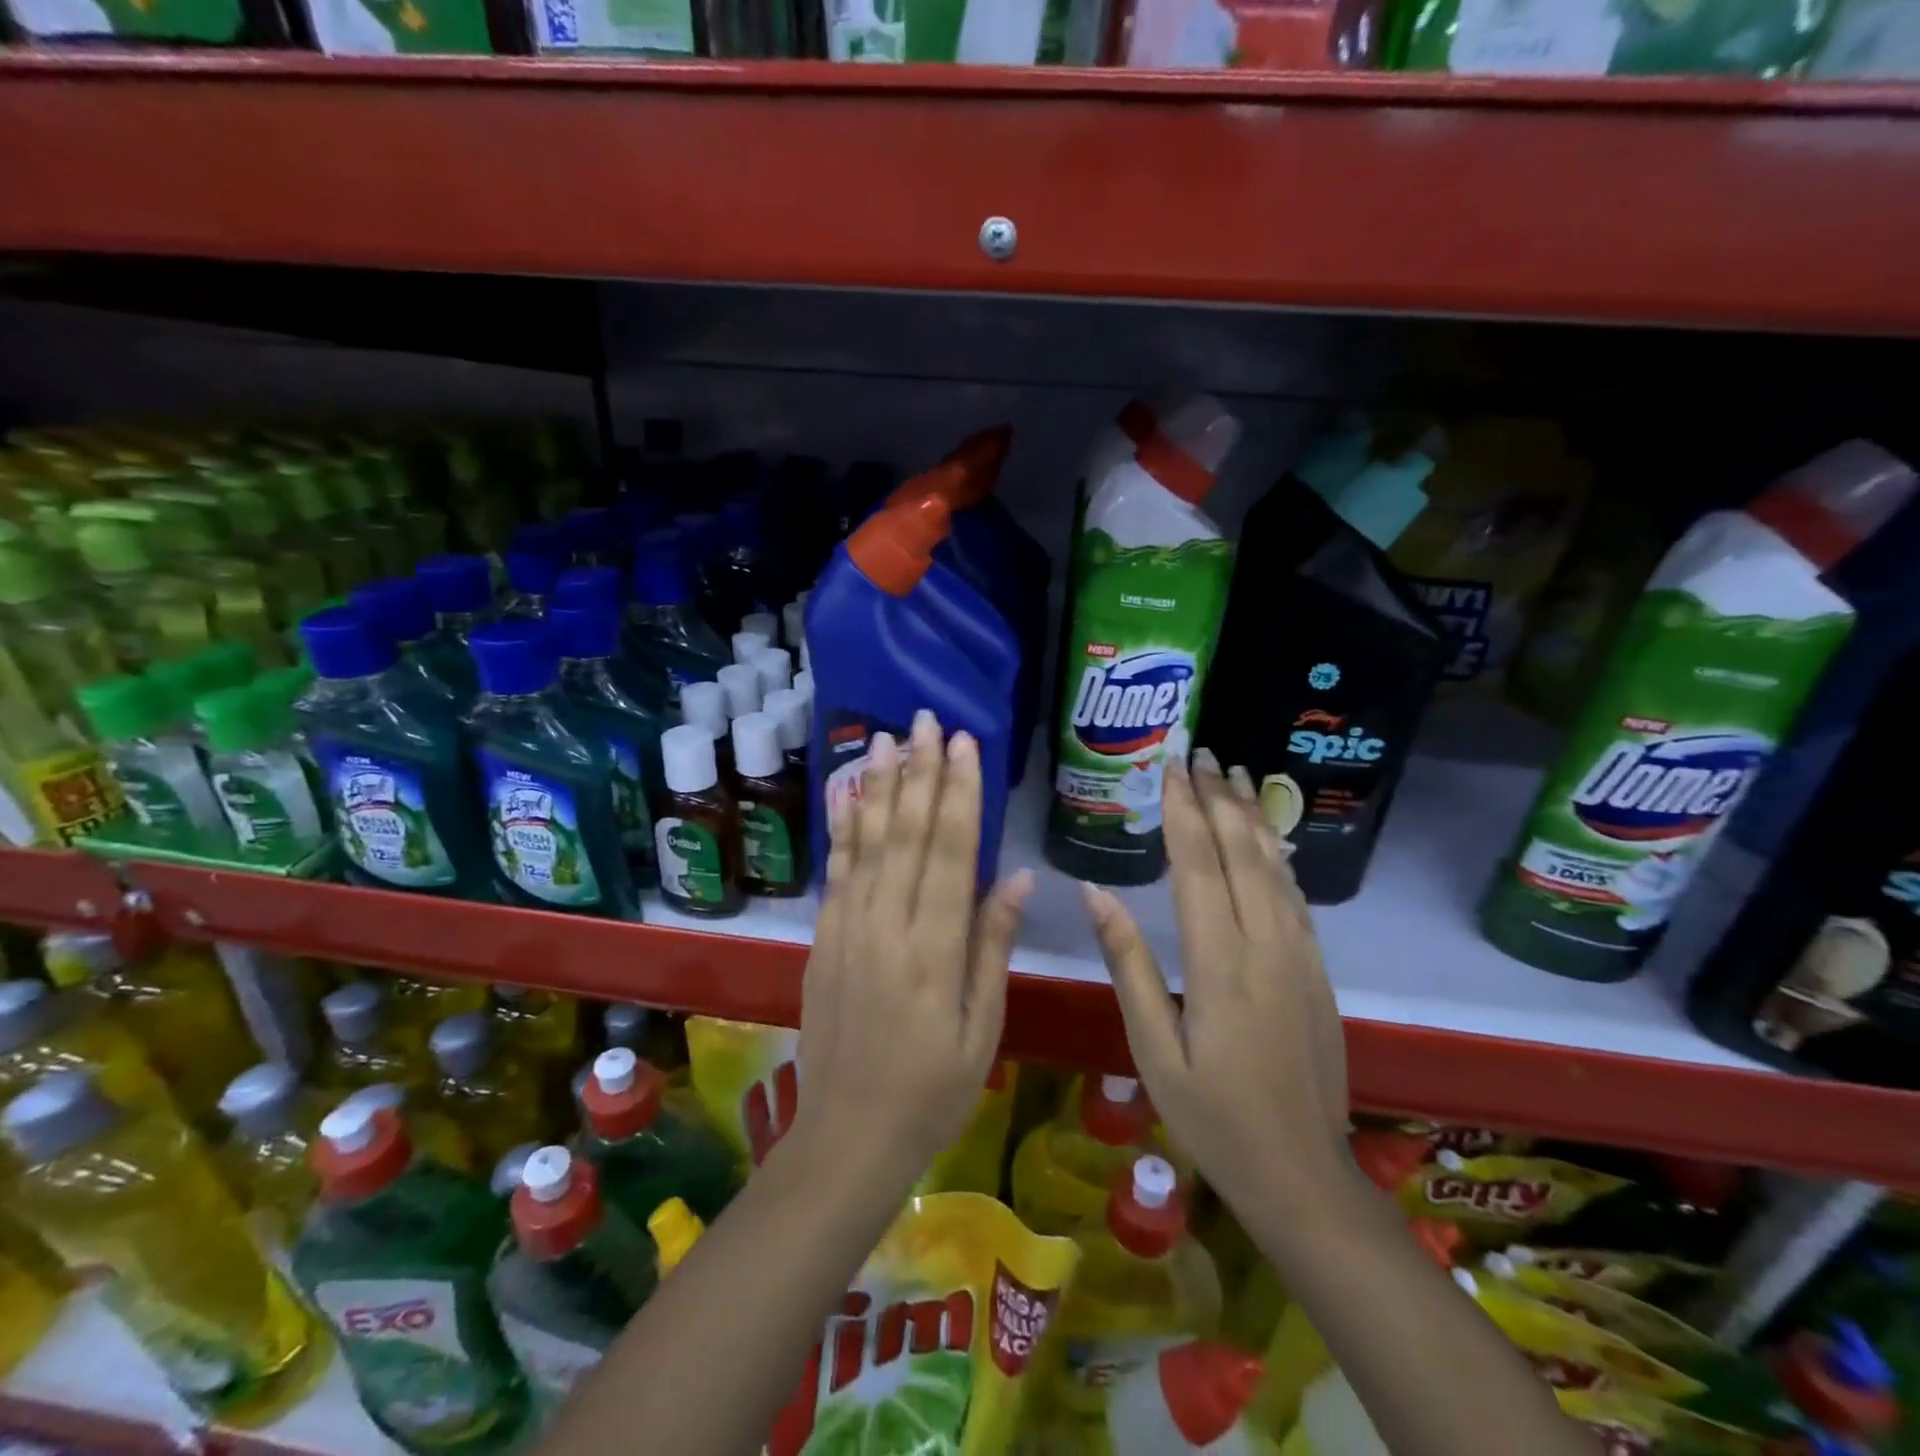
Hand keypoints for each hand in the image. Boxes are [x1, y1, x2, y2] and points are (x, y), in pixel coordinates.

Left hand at [795, 708, 1034, 1192]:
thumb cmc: (930, 1089)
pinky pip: (836, 871)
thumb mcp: (981, 1028)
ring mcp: (848, 929)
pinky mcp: (823, 938)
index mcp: (934, 949)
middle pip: (906, 833)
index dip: (959, 793)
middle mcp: (887, 926)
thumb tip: (1016, 877)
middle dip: (920, 771)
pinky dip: (842, 828)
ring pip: (866, 842)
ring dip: (877, 786)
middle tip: (926, 719)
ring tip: (884, 738)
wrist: (847, 1134)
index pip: (951, 852)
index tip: (966, 744)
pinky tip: (845, 795)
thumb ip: (993, 946)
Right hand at [1083, 749, 1349, 1213]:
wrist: (1303, 1173)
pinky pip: (1296, 896)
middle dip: (1219, 797)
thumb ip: (1128, 964)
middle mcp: (1266, 945)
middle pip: (1242, 853)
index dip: (1182, 811)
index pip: (1198, 866)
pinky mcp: (1316, 970)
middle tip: (1202, 752)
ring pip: (1275, 867)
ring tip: (1236, 773)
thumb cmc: (1212, 1115)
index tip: (1170, 766)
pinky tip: (1268, 837)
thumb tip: (1094, 894)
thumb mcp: (1151, 1047)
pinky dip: (1278, 855)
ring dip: (1252, 815)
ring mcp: (1300, 955)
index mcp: (1220, 963)